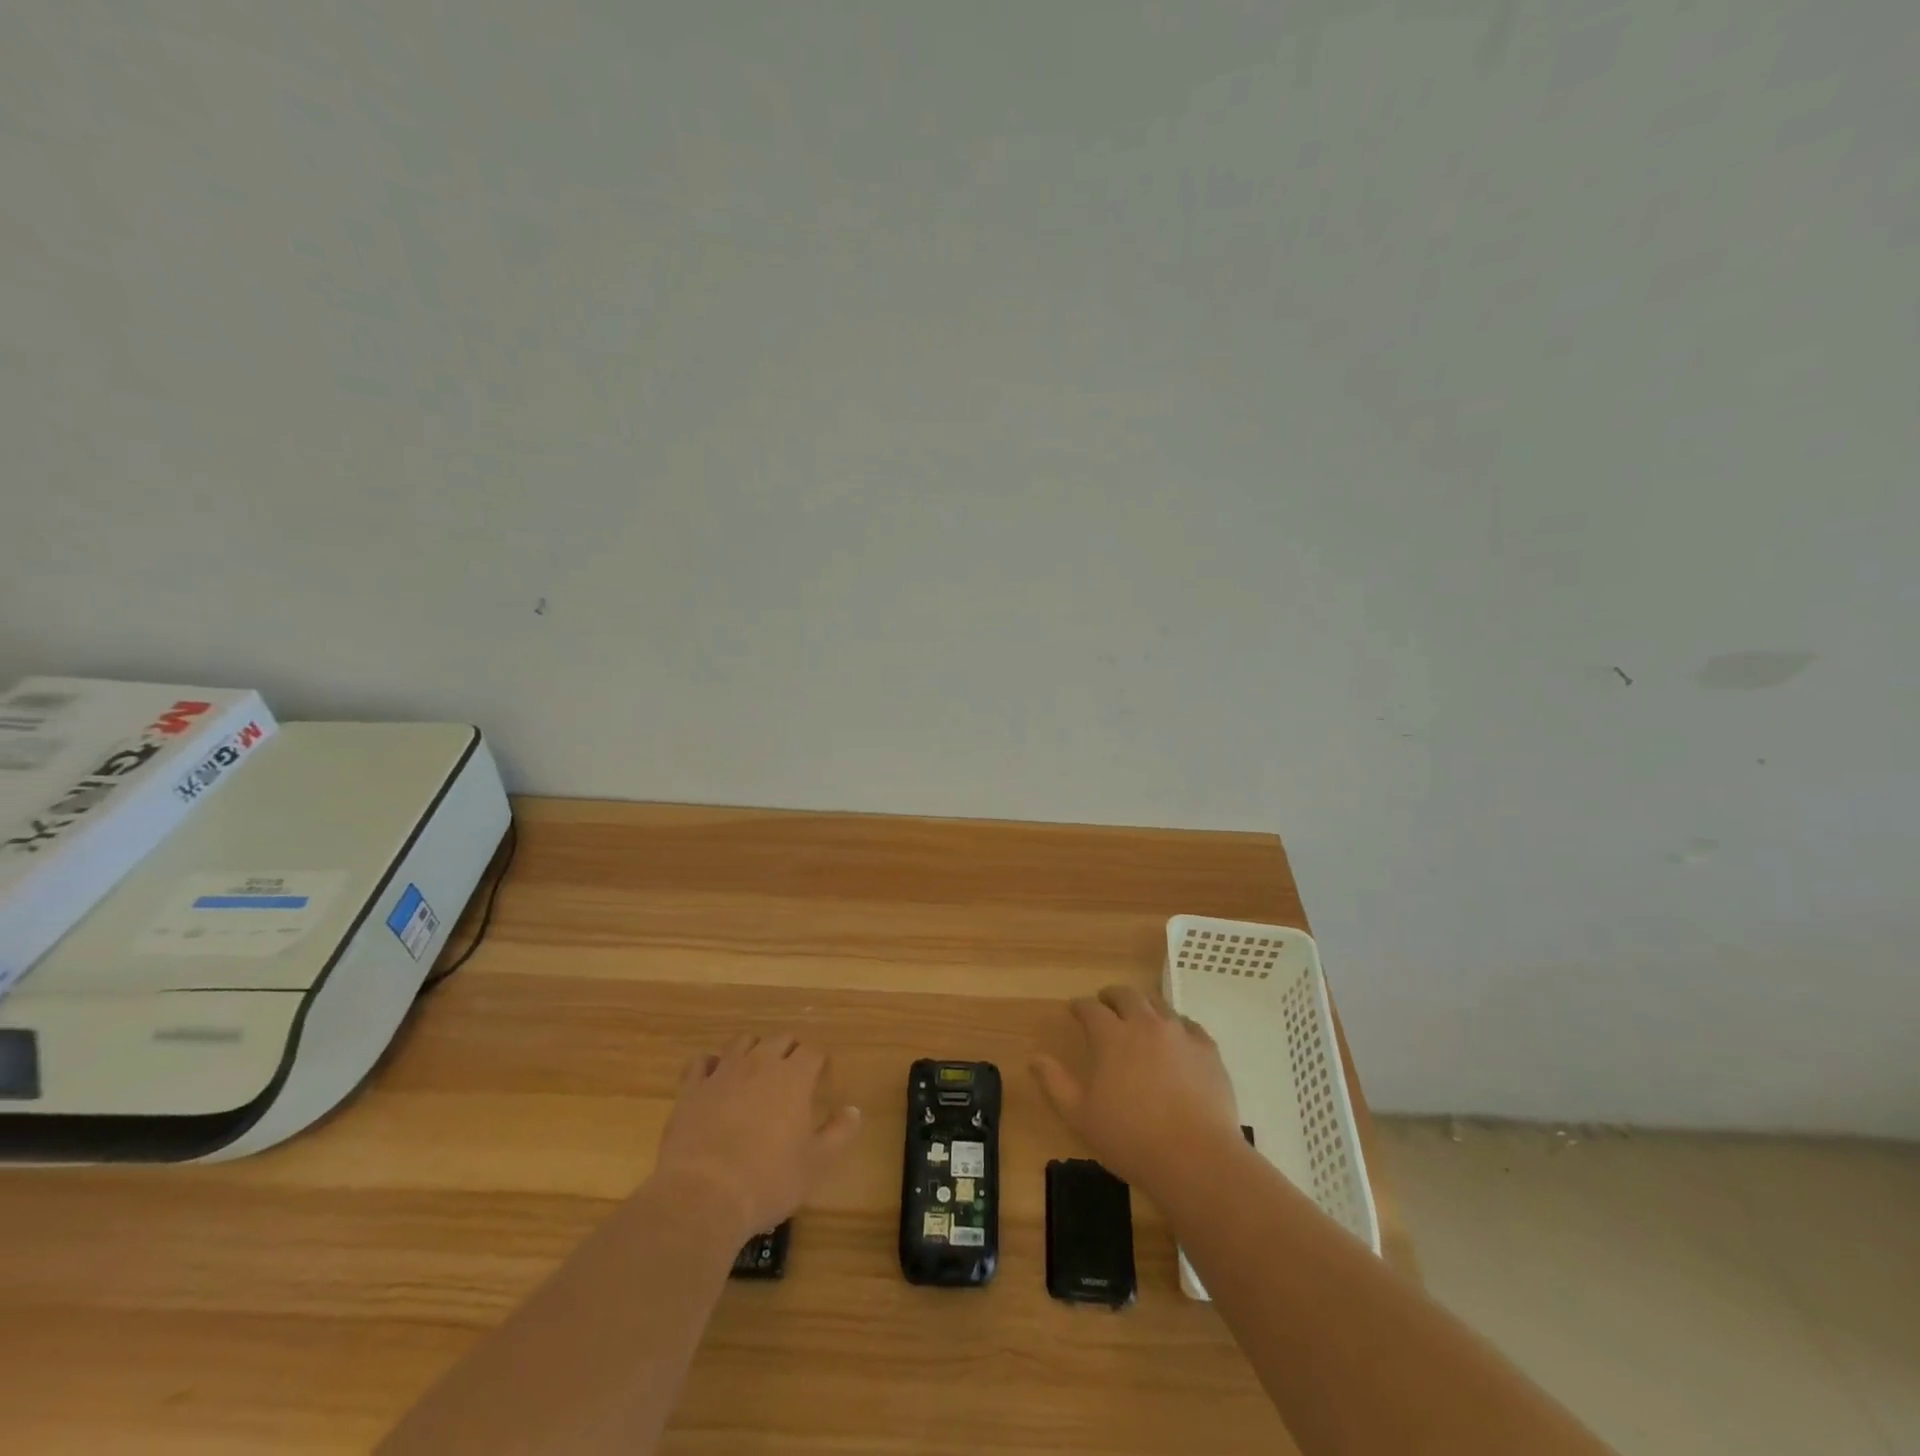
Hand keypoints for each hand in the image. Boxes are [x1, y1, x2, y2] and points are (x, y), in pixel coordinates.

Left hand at [653, 1033, 860, 1239]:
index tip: (822, 1079)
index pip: (813, 1052)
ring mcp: (723, 1073)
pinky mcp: (692, 1089)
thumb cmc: (767, 1180)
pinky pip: (701, 1062)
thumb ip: (840, 1133)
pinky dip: (711, 1065)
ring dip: (754, 1050)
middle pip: (780, 1039)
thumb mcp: (816, 1164)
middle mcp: (760, 1064)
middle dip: (790, 1051)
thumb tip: (854, 1110)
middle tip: (793, 1075)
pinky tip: (715, 1079)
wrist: (703, 1196)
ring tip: (756, 1071)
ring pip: (743, 1042)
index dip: (820, 1062)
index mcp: (794, 1077)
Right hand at [1032, 986, 1240, 1193]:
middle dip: (1112, 996)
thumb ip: (1055, 1083)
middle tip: (1106, 1003)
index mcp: (1112, 1036)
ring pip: (1159, 1005)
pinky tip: (1177, 1038)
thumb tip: (1035, 1058)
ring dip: (1144, 1006)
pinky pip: (1189, 1025)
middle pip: (1127, 995)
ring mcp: (1180, 1034)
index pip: (1091, 1008)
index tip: (1075, 1010)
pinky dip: (1177, 1025)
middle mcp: (1145, 1024)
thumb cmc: (1131, 1138)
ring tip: (1140, 1017)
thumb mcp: (1080, 1116)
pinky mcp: (1208, 1050)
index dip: (1080, 1006)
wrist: (1196, 1158)